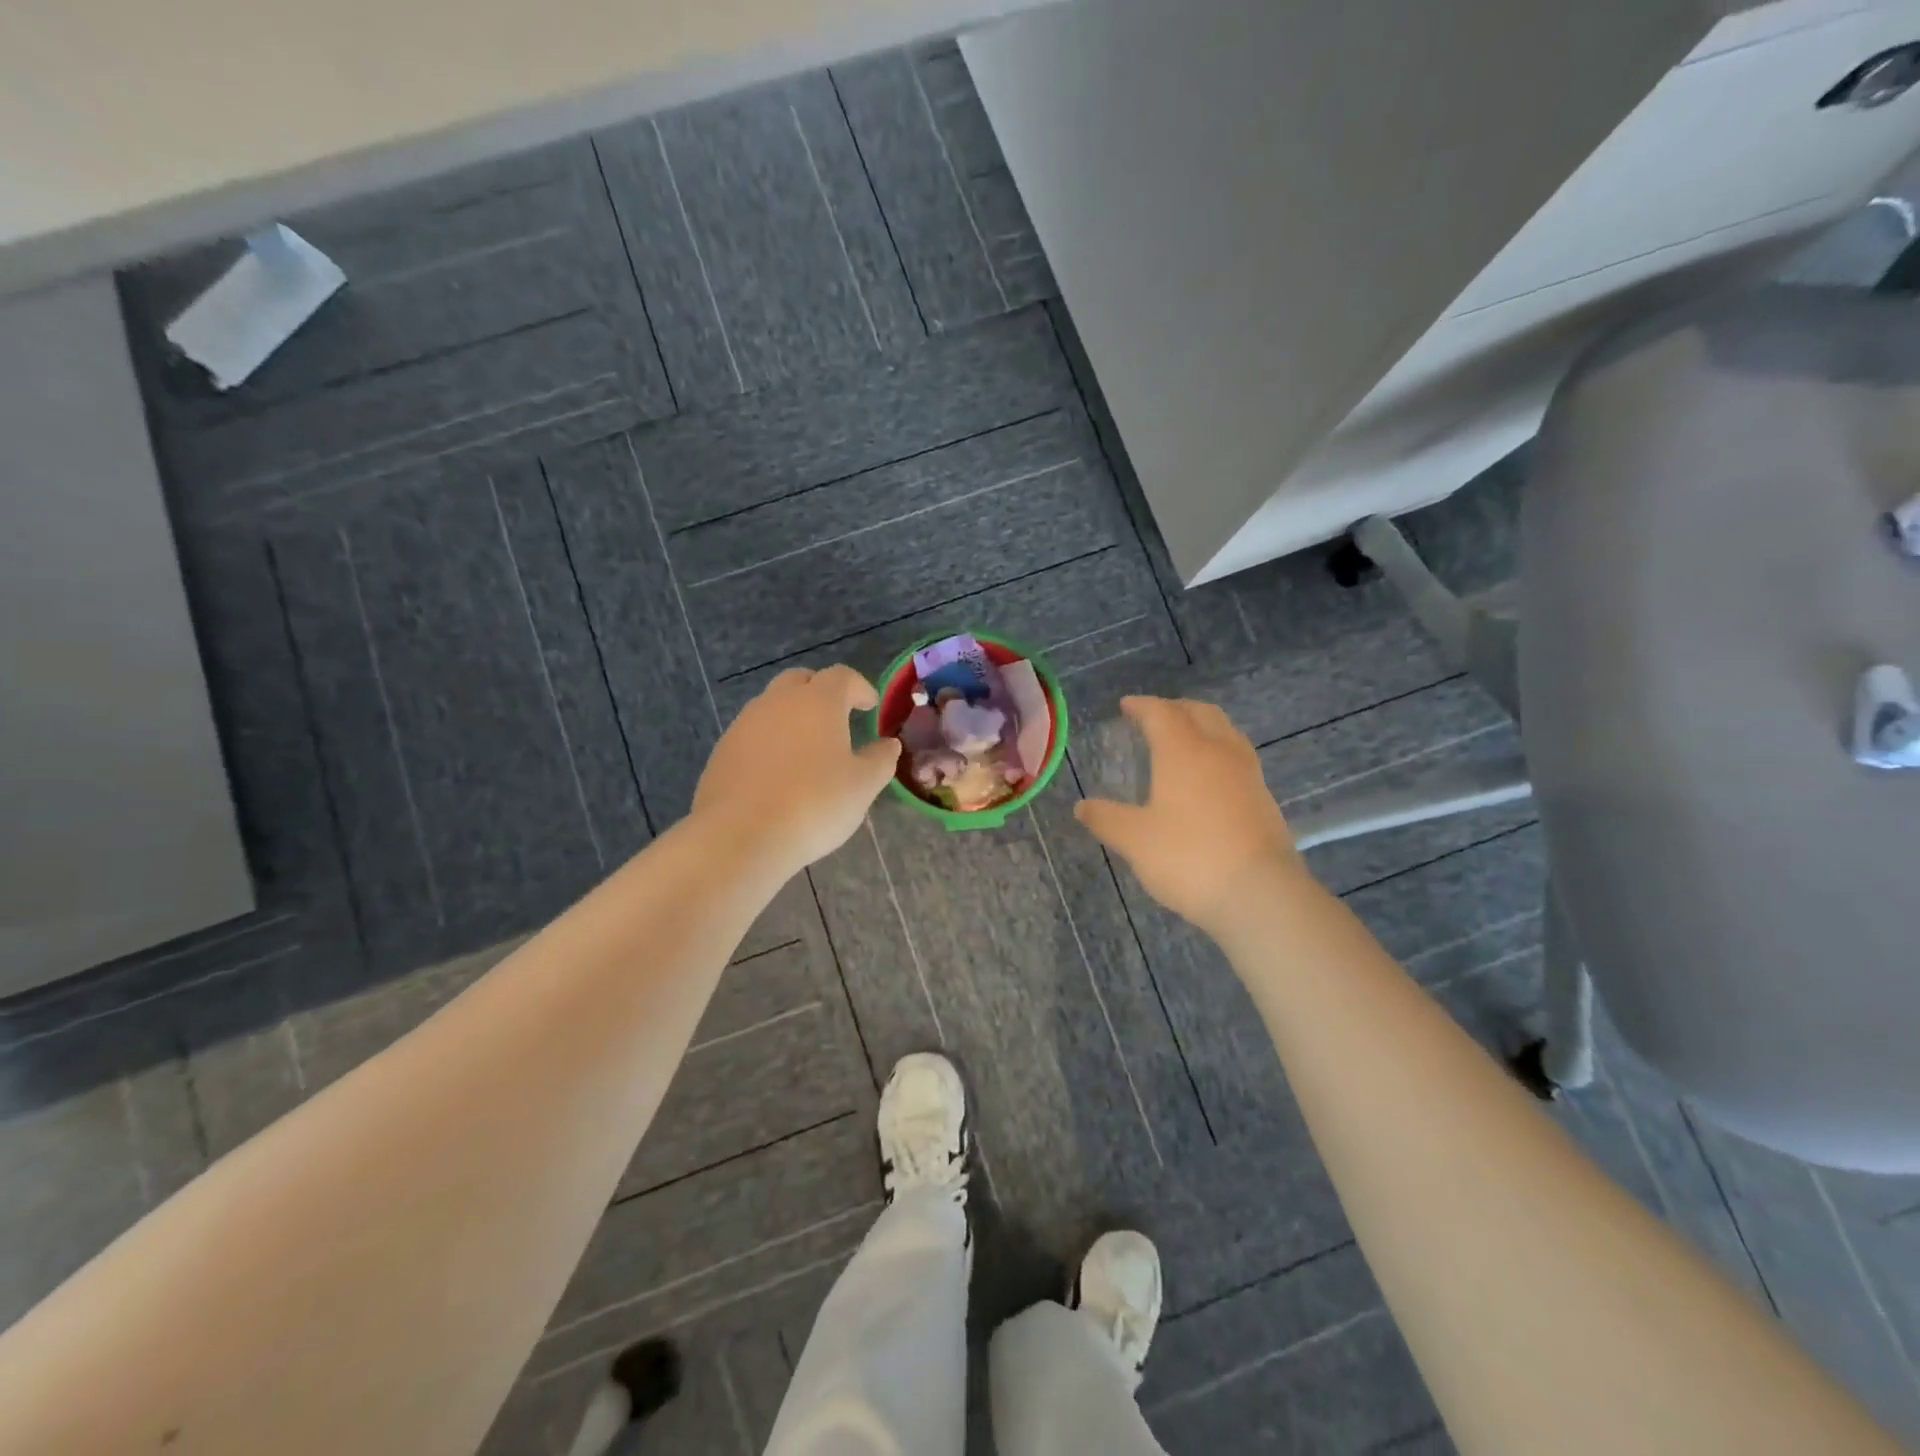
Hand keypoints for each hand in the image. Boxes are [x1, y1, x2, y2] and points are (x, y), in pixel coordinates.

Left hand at [693, 665, 900, 873]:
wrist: (741, 836)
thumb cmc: (814, 804)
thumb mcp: (863, 786)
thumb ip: (880, 759)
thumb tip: (888, 745)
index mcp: (817, 702)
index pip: (841, 676)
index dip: (859, 687)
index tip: (870, 706)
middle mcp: (777, 702)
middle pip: (800, 681)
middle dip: (821, 692)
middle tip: (837, 717)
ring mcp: (744, 725)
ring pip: (772, 706)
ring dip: (792, 717)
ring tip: (807, 749)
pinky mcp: (722, 751)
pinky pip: (752, 735)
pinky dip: (769, 742)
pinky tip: (777, 774)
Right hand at [1075, 696, 1307, 932]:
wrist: (1260, 894)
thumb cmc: (1188, 858)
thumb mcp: (1135, 840)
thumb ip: (1106, 818)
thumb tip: (1081, 807)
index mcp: (1183, 751)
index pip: (1161, 713)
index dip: (1142, 705)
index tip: (1126, 706)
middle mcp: (1218, 752)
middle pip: (1200, 712)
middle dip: (1175, 708)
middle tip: (1154, 717)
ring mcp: (1247, 774)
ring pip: (1225, 731)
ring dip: (1202, 725)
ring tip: (1183, 741)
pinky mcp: (1264, 798)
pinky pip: (1238, 757)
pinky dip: (1218, 751)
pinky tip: (1208, 777)